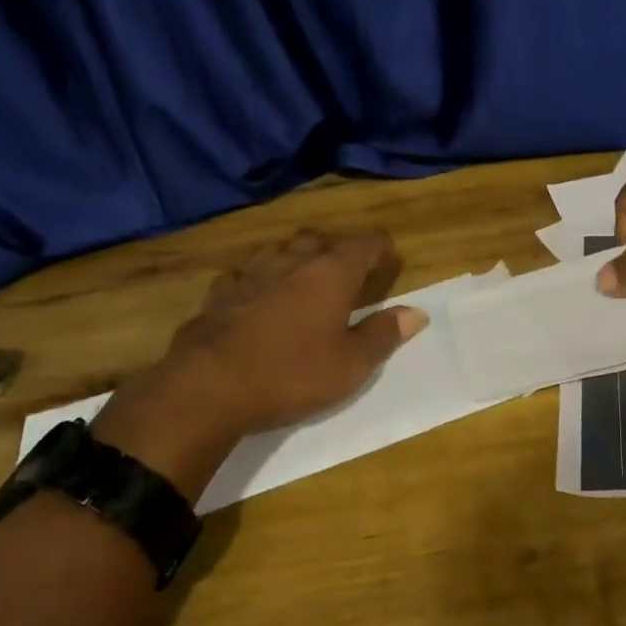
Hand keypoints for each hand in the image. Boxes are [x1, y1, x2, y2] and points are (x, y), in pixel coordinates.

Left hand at [94, 229, 425, 498]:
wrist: (209, 387)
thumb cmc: (291, 374)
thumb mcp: (350, 365)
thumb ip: (383, 335)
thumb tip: (417, 312)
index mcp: (331, 272)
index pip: (365, 243)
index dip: (380, 247)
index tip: (388, 257)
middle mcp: (292, 261)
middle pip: (318, 239)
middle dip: (335, 249)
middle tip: (344, 272)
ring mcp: (251, 273)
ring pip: (278, 249)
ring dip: (293, 258)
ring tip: (300, 278)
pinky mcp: (219, 293)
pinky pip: (243, 274)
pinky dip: (256, 279)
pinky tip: (254, 297)